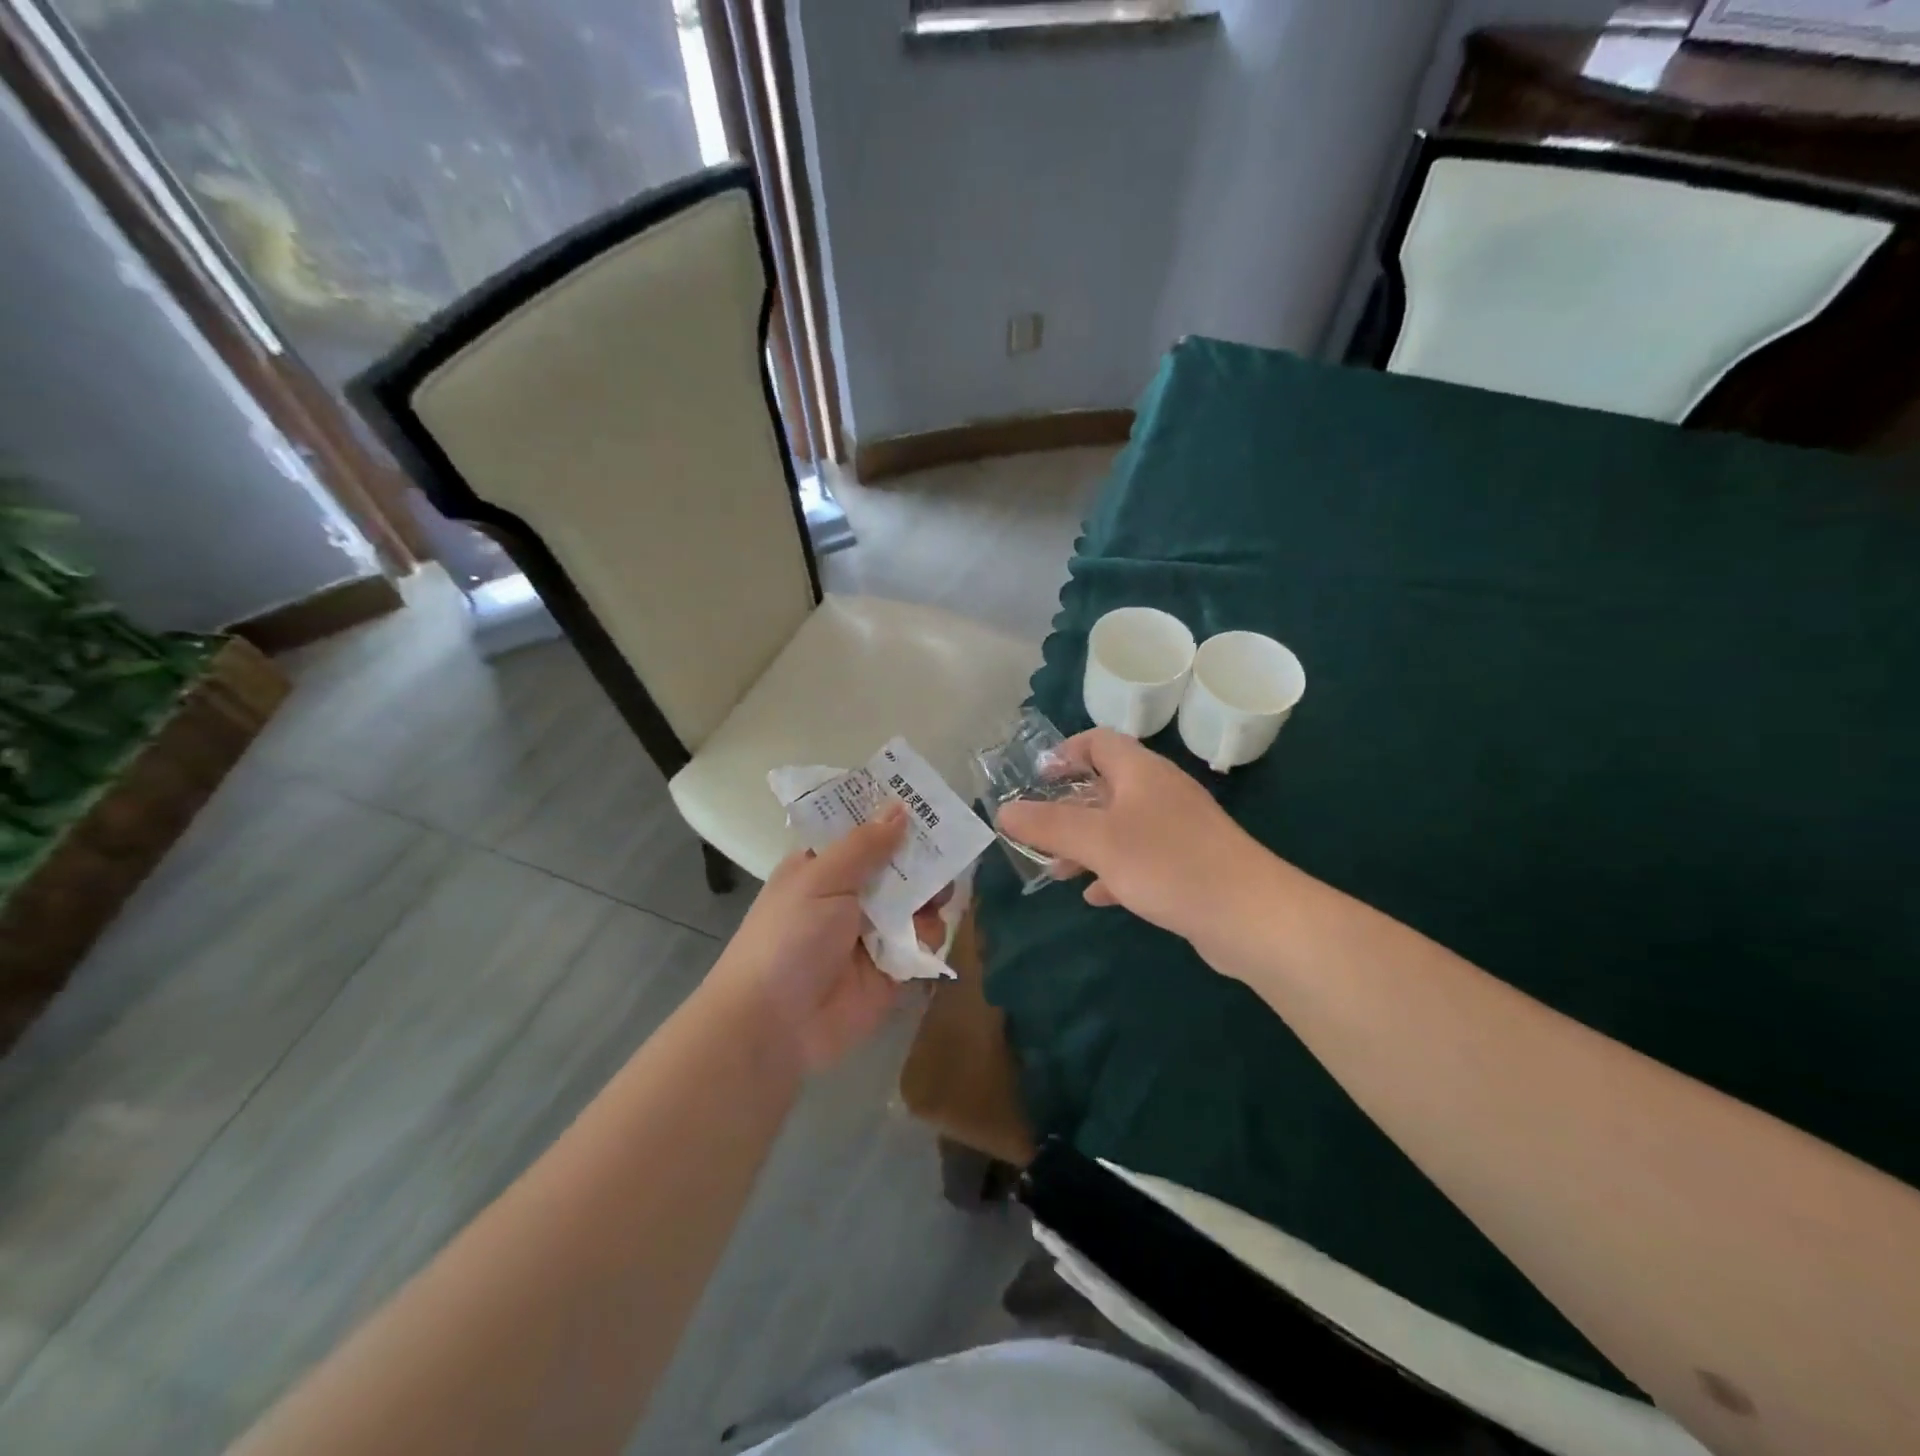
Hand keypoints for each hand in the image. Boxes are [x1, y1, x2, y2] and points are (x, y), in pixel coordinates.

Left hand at [706, 804, 946, 1073]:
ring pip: (916, 902)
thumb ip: (865, 845)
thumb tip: (900, 807)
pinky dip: (928, 937)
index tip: (925, 799)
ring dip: (929, 896)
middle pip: (897, 865)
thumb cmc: (788, 938)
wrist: (775, 1025)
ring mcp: (873, 932)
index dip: (889, 815)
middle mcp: (850, 895)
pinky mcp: (892, 968)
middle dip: (921, 856)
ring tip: (937, 896)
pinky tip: (925, 935)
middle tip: (949, 844)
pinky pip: (922, 942)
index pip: (861, 831)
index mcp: (824, 867)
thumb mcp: (821, 879)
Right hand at [996, 728, 1264, 941]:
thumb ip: (1048, 825)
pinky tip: (1098, 896)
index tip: (1036, 779)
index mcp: (1141, 772)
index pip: (1099, 741)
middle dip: (1068, 809)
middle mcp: (1160, 793)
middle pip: (1106, 786)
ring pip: (1121, 826)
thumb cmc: (1168, 863)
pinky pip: (1141, 859)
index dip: (1065, 753)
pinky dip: (1114, 871)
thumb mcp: (1098, 841)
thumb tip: (1003, 812)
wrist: (1251, 916)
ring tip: (1058, 871)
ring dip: (1087, 844)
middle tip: (1037, 833)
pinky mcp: (1189, 865)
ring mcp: (1178, 830)